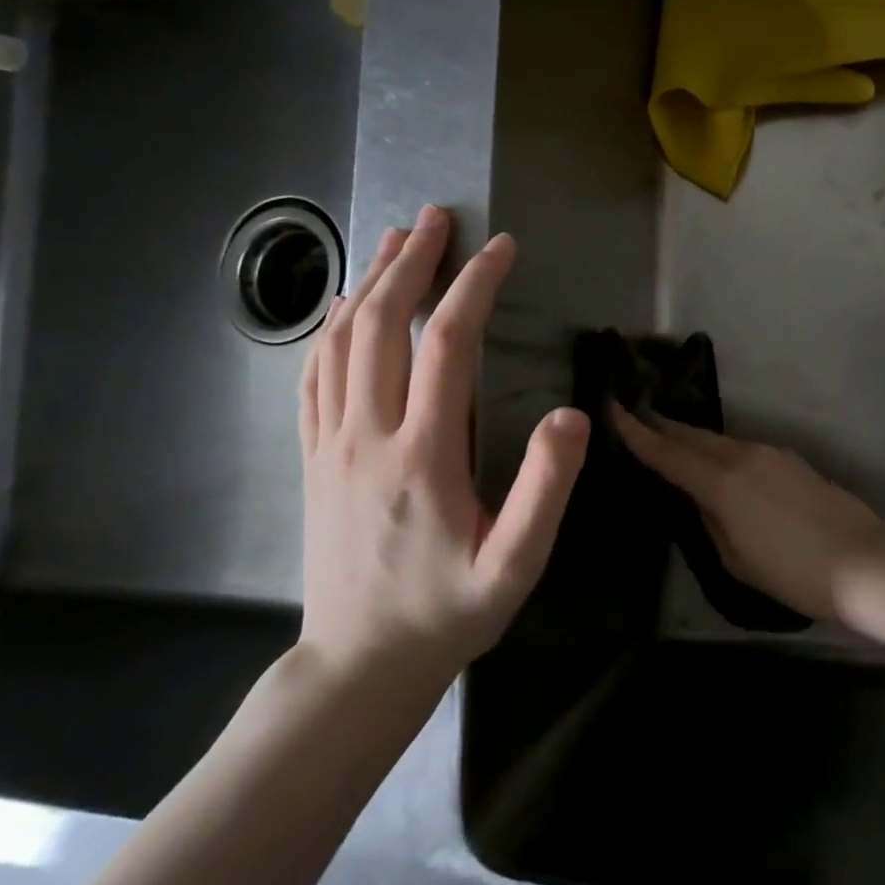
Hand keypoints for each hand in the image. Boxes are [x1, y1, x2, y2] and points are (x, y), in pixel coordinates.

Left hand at [297, 206, 589, 677]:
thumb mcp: (516, 565)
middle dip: (412, 263)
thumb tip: (570, 416)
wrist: (359, 666)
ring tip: (396, 240)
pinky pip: (314, 377)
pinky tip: (345, 306)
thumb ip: (546, 489)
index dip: (475, 287)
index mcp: (423, 456)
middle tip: (438, 217)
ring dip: (370, 282)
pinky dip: (330, 329)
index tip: (500, 247)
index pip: (448, 346)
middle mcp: (368, 436)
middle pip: (382, 326)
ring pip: (342, 342)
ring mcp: (331, 445)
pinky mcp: (313, 458)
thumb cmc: (447, 613)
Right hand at [611, 408, 884, 623]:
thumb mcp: (735, 559)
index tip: (612, 407)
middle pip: (693, 436)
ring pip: (719, 441)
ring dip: (693, 439)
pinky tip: (719, 464)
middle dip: (663, 426)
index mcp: (721, 482)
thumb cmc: (792, 572)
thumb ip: (710, 521)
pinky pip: (743, 450)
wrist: (863, 562)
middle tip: (636, 415)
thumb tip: (701, 498)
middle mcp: (742, 456)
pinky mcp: (791, 460)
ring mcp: (770, 453)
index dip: (636, 432)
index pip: (667, 453)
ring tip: (672, 439)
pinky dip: (721, 452)